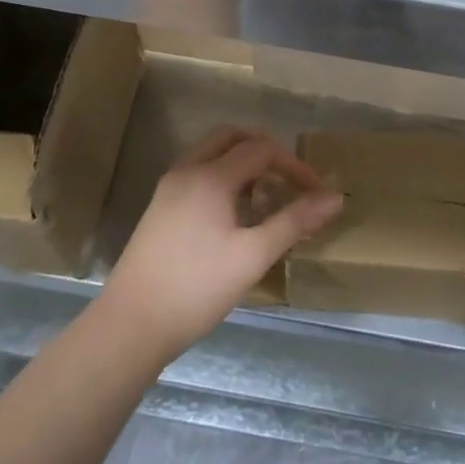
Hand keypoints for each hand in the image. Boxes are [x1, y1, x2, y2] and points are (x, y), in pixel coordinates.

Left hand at [101, 125, 342, 359]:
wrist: (129, 326)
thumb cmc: (196, 288)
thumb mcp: (253, 256)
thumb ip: (295, 221)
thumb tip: (335, 197)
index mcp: (210, 177)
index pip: (261, 150)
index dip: (293, 165)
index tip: (315, 191)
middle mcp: (187, 171)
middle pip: (230, 137)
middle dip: (263, 148)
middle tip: (287, 175)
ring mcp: (168, 188)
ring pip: (209, 152)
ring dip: (240, 160)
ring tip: (263, 192)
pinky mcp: (158, 209)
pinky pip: (196, 172)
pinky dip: (221, 174)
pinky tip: (232, 211)